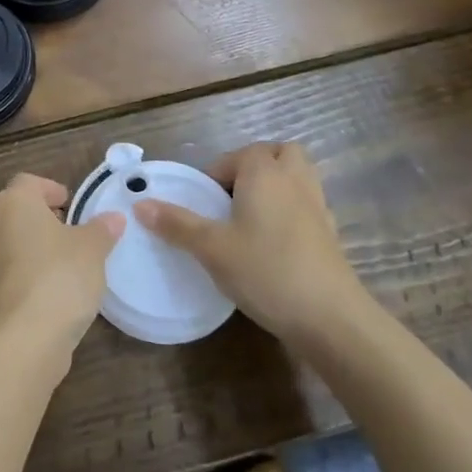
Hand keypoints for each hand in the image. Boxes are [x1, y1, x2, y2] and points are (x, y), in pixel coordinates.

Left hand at [0, 173, 124, 360]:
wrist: (22, 338)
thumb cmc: (59, 277)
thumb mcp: (92, 249)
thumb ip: (102, 229)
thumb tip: (113, 218)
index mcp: (14, 202)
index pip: (29, 182)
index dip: (51, 190)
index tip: (71, 206)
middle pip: (13, 208)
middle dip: (37, 216)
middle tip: (66, 232)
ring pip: (5, 239)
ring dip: (27, 245)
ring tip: (58, 262)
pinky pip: (2, 269)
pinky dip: (19, 271)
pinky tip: (44, 290)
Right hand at [134, 142, 363, 349]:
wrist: (331, 317)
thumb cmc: (266, 270)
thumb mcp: (212, 248)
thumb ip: (176, 224)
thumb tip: (140, 204)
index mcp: (264, 172)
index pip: (238, 155)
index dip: (217, 173)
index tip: (202, 202)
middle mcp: (295, 180)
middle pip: (277, 154)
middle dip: (254, 167)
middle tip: (231, 198)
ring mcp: (318, 206)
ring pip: (298, 177)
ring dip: (275, 186)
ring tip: (250, 218)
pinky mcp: (330, 234)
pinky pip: (308, 205)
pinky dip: (291, 211)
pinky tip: (273, 243)